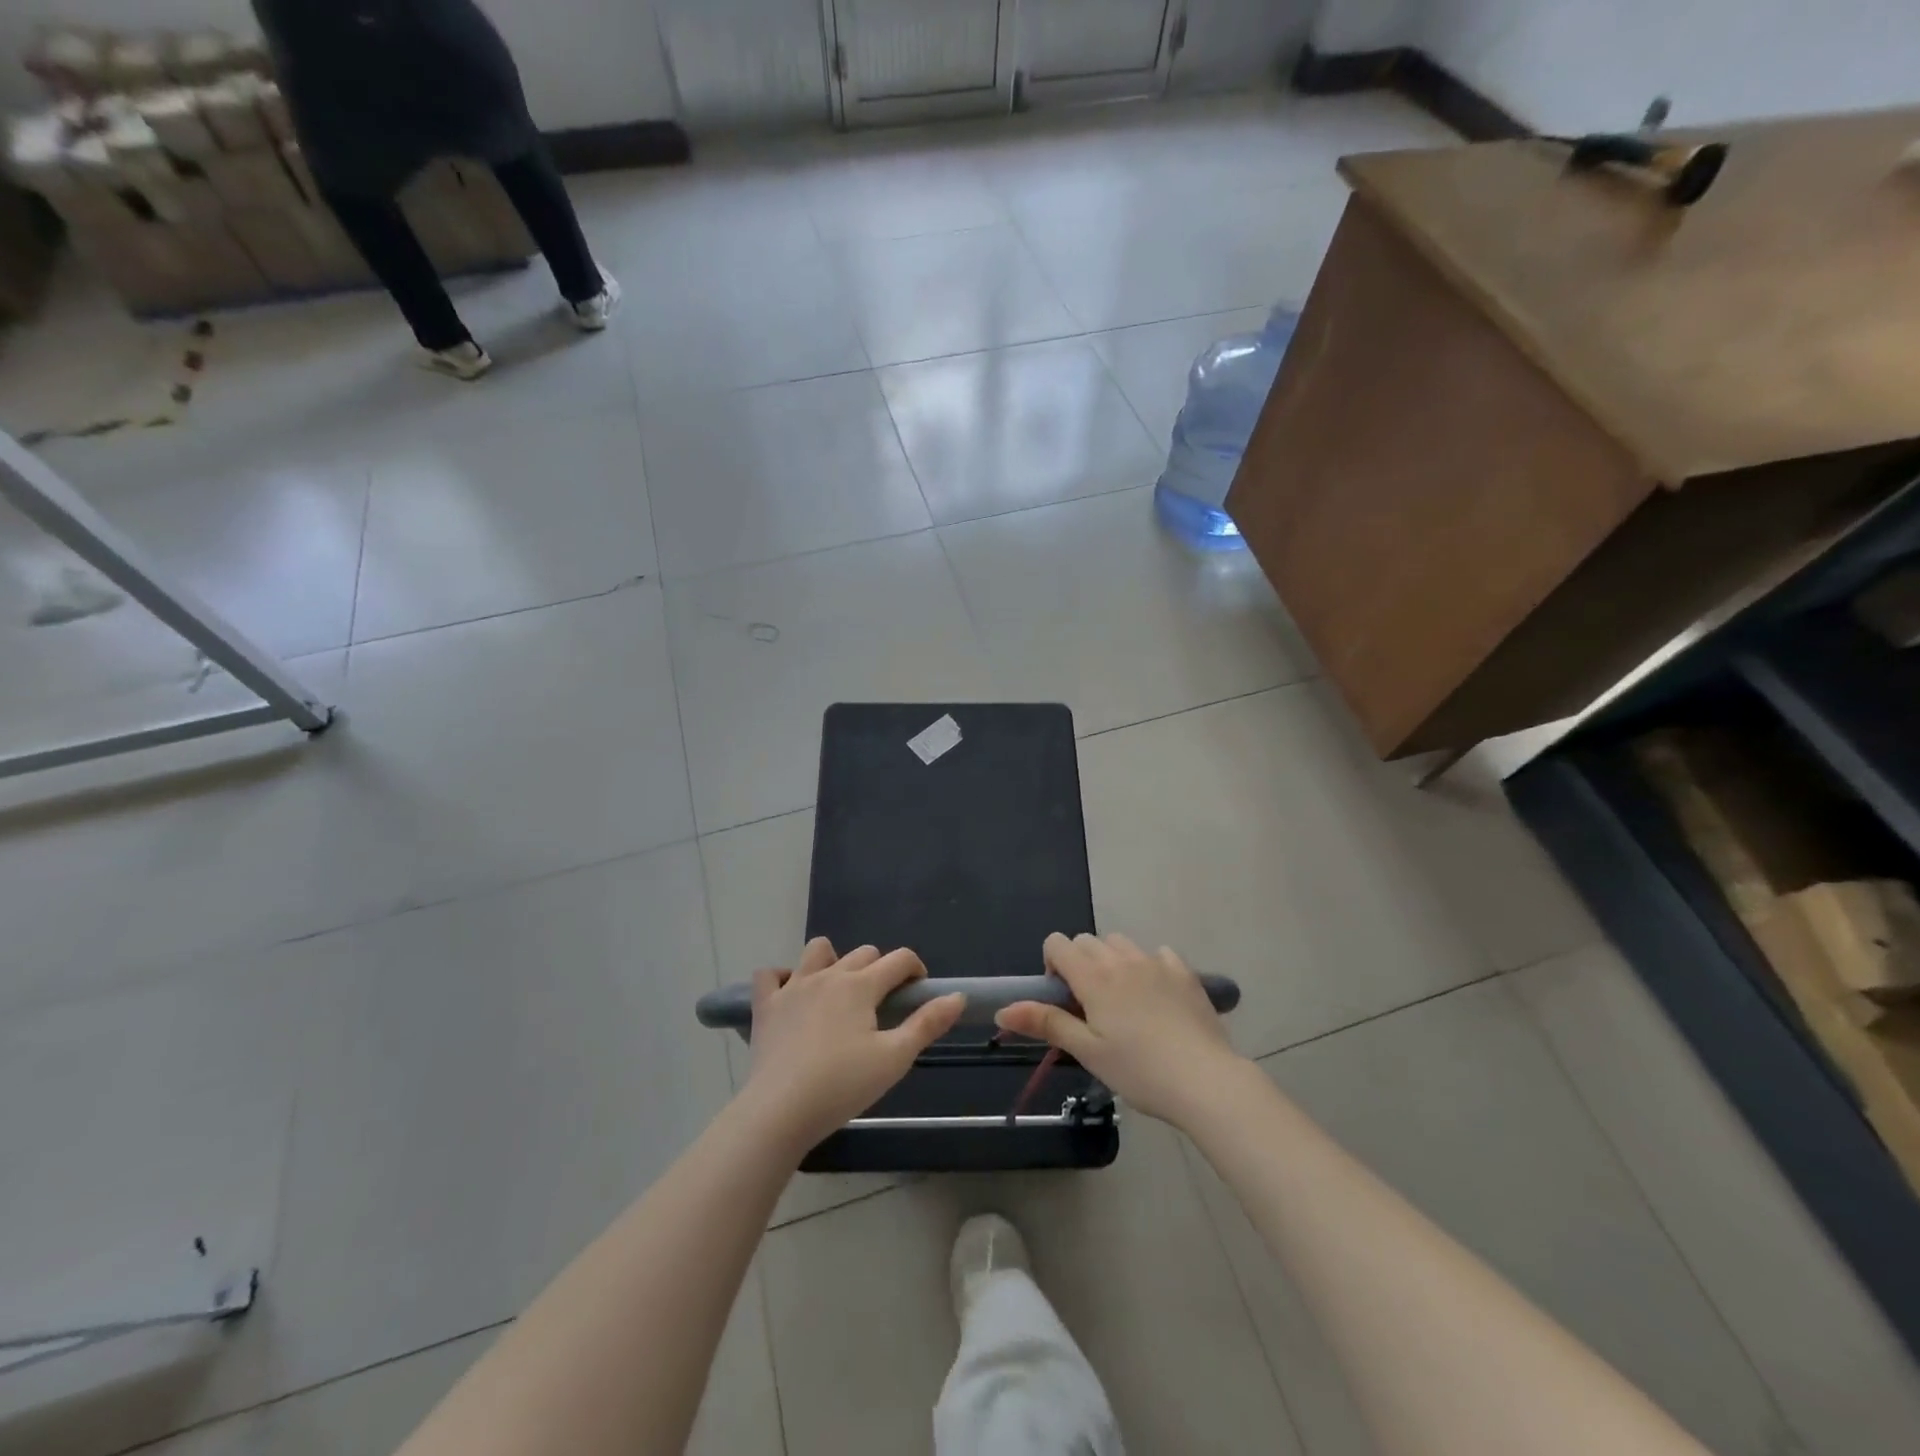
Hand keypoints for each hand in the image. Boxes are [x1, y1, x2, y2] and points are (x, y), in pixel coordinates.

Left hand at [741, 938, 963, 1151]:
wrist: (780, 1111)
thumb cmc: (843, 1085)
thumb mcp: (895, 1058)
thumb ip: (927, 1024)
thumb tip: (958, 996)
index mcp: (861, 985)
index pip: (899, 959)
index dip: (915, 969)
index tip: (919, 991)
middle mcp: (828, 975)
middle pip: (863, 953)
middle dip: (880, 969)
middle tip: (883, 1005)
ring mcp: (793, 987)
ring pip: (817, 950)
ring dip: (833, 961)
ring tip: (839, 992)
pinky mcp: (766, 1006)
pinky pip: (769, 975)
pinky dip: (782, 978)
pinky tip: (792, 995)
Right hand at [996, 932, 1246, 1127]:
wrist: (1206, 1081)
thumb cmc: (1139, 1071)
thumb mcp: (1087, 1052)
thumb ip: (1046, 1023)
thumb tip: (1003, 1011)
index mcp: (1094, 977)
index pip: (1058, 943)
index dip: (1052, 965)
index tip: (1063, 999)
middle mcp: (1122, 959)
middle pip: (1087, 941)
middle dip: (1079, 963)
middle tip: (1090, 1006)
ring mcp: (1156, 962)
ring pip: (1121, 943)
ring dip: (1112, 960)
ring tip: (1122, 1000)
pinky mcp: (1184, 972)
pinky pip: (1158, 953)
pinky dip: (1148, 965)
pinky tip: (1157, 996)